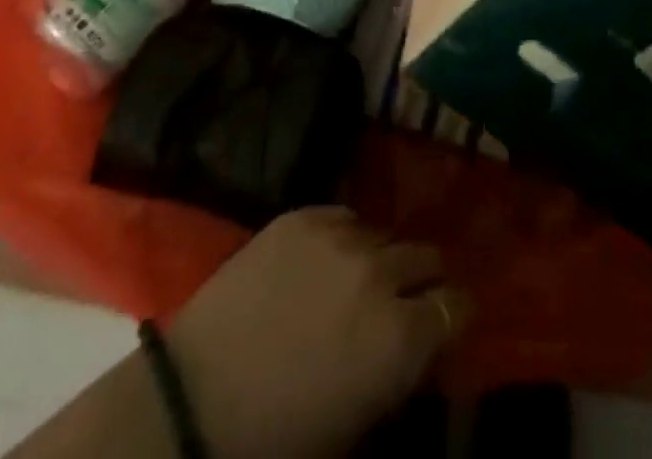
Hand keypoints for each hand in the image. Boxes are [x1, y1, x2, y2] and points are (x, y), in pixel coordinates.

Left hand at [165, 207, 466, 458]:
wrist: (193, 401)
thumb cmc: (278, 437)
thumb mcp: (357, 423)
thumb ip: (399, 372)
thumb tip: (420, 341)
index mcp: (400, 336)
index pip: (457, 306)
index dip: (454, 314)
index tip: (445, 320)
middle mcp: (379, 273)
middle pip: (426, 258)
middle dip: (423, 280)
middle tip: (405, 300)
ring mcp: (339, 237)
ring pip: (384, 235)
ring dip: (382, 258)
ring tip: (361, 279)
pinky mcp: (302, 215)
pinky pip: (344, 217)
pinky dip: (344, 238)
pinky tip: (325, 261)